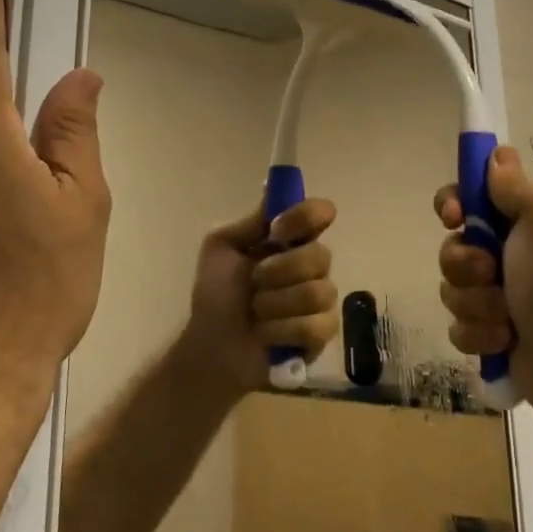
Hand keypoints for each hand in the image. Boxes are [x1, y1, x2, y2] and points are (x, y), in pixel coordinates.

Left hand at [179, 199, 339, 399]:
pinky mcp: (322, 335)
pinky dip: (282, 330)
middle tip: (254, 281)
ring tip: (256, 312)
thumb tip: (271, 186)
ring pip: (317, 292)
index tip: (277, 230)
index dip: (305, 217)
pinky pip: (315, 326)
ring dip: (276, 304)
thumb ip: (251, 221)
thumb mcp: (222, 247)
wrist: (211, 345)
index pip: (320, 213)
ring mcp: (320, 300)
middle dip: (279, 270)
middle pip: (321, 254)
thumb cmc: (215, 293)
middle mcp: (311, 265)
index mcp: (291, 239)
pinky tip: (267, 335)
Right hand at [435, 146, 532, 418]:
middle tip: (490, 271)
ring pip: (452, 288)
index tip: (455, 215)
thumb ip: (514, 184)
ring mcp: (494, 296)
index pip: (468, 197)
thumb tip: (497, 158)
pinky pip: (459, 327)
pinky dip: (480, 333)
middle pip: (452, 246)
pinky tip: (505, 338)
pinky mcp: (488, 334)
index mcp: (518, 221)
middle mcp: (504, 254)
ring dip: (476, 301)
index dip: (453, 203)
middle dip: (464, 262)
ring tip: (505, 314)